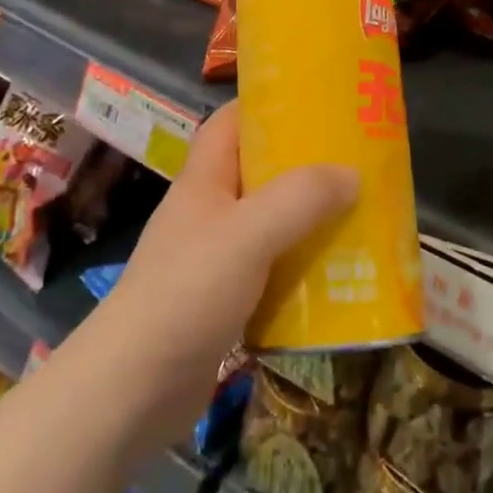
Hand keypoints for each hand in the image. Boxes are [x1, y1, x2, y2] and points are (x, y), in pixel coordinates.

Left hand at [85, 102, 355, 452]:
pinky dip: (301, 269)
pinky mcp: (224, 302)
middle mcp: (209, 212)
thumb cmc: (187, 293)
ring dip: (309, 221)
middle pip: (258, 172)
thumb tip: (351, 173)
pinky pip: (272, 271)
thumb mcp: (249, 234)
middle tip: (355, 162)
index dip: (267, 104)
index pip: (230, 122)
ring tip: (359, 216)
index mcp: (205, 180)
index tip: (316, 102)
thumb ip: (301, 198)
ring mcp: (214, 259)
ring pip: (270, 224)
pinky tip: (337, 278)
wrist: (132, 391)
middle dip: (304, 166)